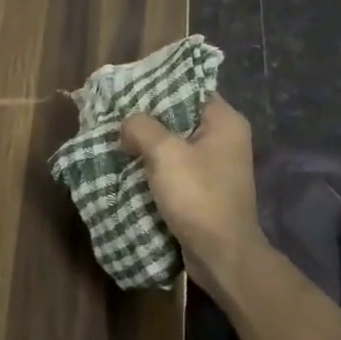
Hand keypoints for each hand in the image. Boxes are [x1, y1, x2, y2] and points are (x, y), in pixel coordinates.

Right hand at [120, 94, 266, 295]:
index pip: (189, 87)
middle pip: (178, 114)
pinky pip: (175, 166)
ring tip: (116, 139)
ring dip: (147, 143)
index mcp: (224, 121)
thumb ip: (140, 126)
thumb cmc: (198, 195)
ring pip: (174, 142)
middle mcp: (225, 138)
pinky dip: (153, 165)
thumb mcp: (163, 152)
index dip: (157, 85)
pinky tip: (129, 165)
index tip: (127, 88)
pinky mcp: (205, 187)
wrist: (221, 254)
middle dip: (146, 117)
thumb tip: (127, 127)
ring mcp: (216, 165)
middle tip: (115, 115)